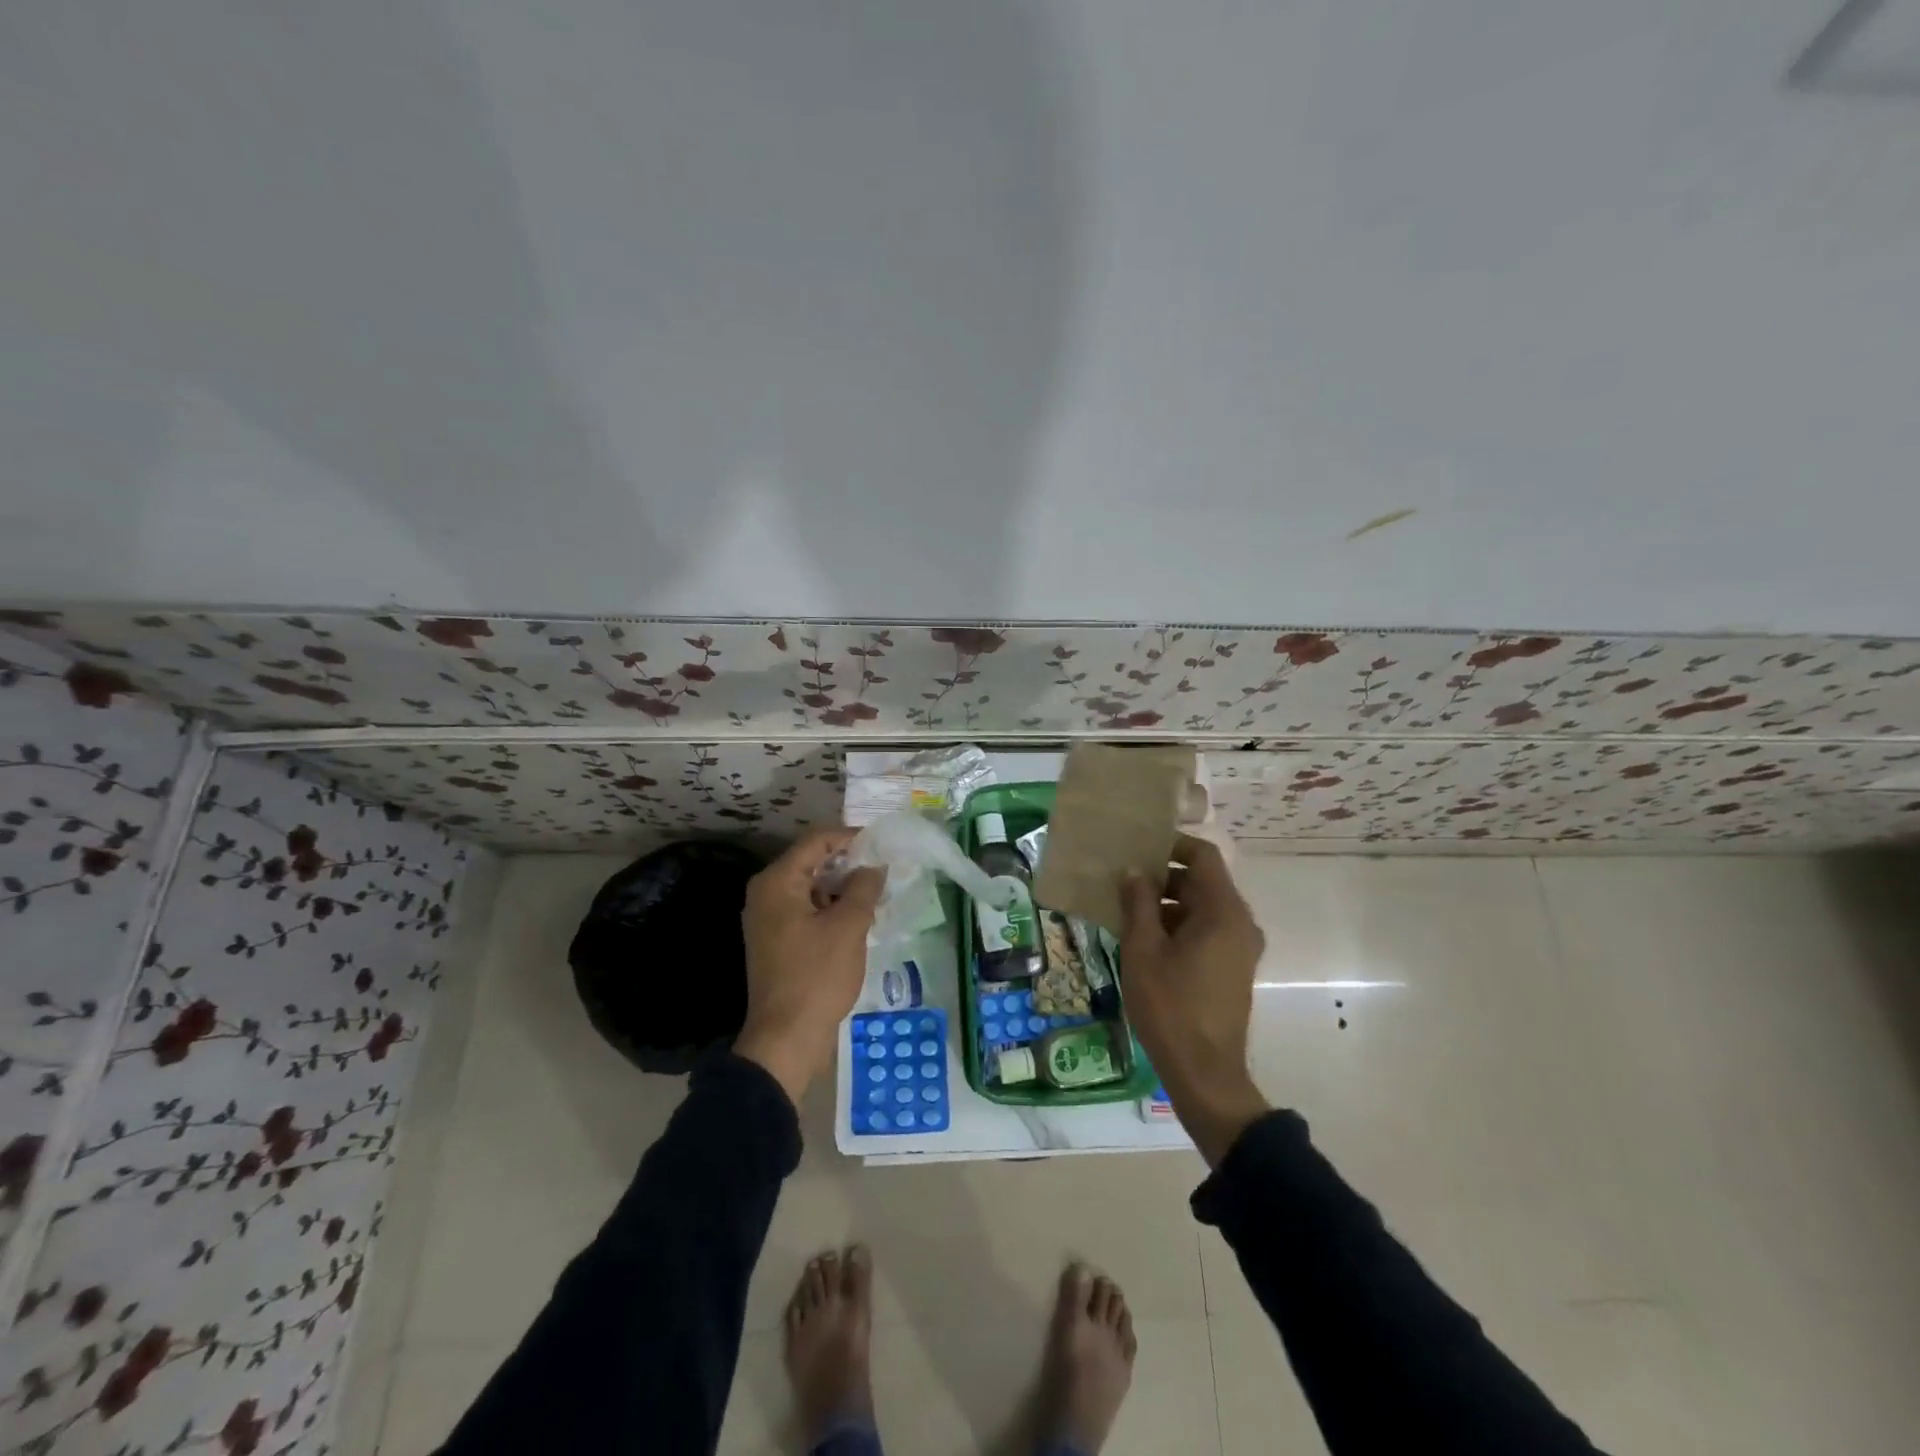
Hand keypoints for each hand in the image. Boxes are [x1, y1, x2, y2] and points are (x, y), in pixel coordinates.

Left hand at [735, 827, 884, 1105]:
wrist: (786, 1038)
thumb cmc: (817, 976)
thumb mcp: (849, 927)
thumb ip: (864, 887)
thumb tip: (875, 866)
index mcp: (778, 882)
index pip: (816, 841)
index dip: (851, 838)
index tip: (883, 845)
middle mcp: (767, 893)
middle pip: (811, 862)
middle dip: (849, 863)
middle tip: (884, 869)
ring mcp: (768, 918)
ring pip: (811, 887)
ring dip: (842, 887)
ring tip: (877, 893)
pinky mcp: (776, 940)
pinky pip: (806, 909)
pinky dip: (830, 907)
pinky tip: (858, 917)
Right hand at [1120, 834, 1270, 1164]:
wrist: (1205, 1073)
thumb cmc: (1171, 1006)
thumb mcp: (1143, 950)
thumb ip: (1138, 904)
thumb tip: (1134, 872)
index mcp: (1224, 911)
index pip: (1203, 856)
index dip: (1172, 845)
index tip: (1139, 848)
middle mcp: (1240, 923)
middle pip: (1202, 882)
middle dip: (1162, 878)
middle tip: (1123, 882)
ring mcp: (1239, 948)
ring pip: (1201, 908)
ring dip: (1166, 904)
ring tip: (1126, 912)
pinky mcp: (1232, 968)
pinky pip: (1206, 931)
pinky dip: (1178, 927)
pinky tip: (1144, 941)